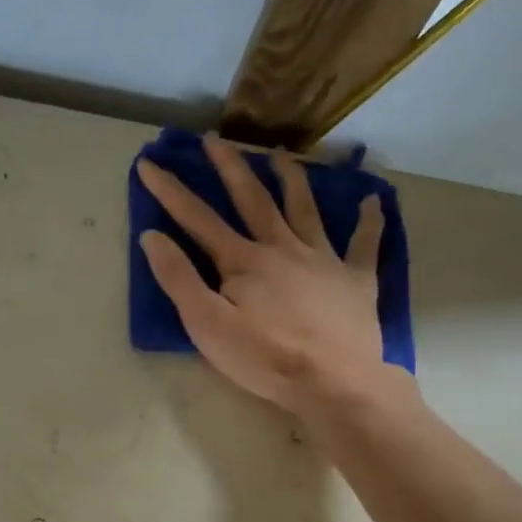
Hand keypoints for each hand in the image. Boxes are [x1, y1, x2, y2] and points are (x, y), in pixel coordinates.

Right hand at [139, 133, 390, 413]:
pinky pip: (364, 243)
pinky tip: (372, 200)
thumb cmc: (264, 359)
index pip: (198, 219)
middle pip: (253, 198)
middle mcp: (282, 247)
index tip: (149, 163)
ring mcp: (323, 259)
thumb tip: (152, 237)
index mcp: (243, 261)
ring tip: (280, 156)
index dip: (170, 191)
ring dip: (291, 179)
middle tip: (214, 139)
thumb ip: (179, 280)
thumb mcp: (207, 326)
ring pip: (304, 208)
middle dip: (230, 167)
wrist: (333, 382)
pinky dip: (369, 221)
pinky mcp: (355, 279)